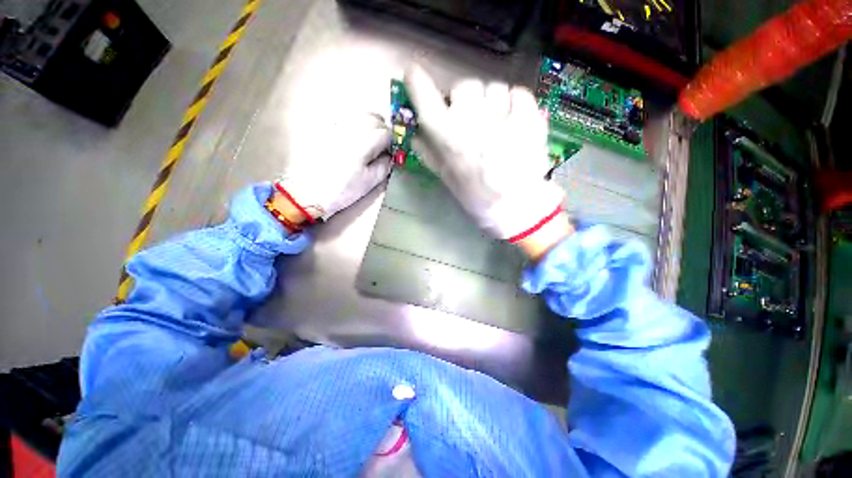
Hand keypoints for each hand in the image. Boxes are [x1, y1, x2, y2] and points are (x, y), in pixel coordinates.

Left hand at [276, 113, 392, 221]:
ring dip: (370, 124)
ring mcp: (334, 126)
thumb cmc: (342, 190)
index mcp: (361, 144)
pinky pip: (345, 117)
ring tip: (371, 139)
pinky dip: (355, 122)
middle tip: (384, 145)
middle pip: (373, 118)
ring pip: (359, 114)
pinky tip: (354, 136)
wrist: (308, 192)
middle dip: (383, 130)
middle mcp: (348, 129)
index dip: (392, 142)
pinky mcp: (324, 128)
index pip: (385, 133)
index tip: (392, 152)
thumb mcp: (369, 183)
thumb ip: (384, 166)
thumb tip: (391, 156)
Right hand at [404, 65, 569, 254]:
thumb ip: (429, 153)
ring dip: (491, 102)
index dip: (417, 82)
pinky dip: (514, 103)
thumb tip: (415, 133)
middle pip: (464, 85)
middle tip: (472, 116)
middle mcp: (470, 119)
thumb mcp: (446, 178)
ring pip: (493, 87)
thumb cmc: (476, 195)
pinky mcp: (528, 114)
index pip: (423, 95)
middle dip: (466, 99)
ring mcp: (501, 114)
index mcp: (446, 136)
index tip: (414, 75)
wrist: (515, 206)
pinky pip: (517, 92)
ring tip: (496, 124)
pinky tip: (514, 122)